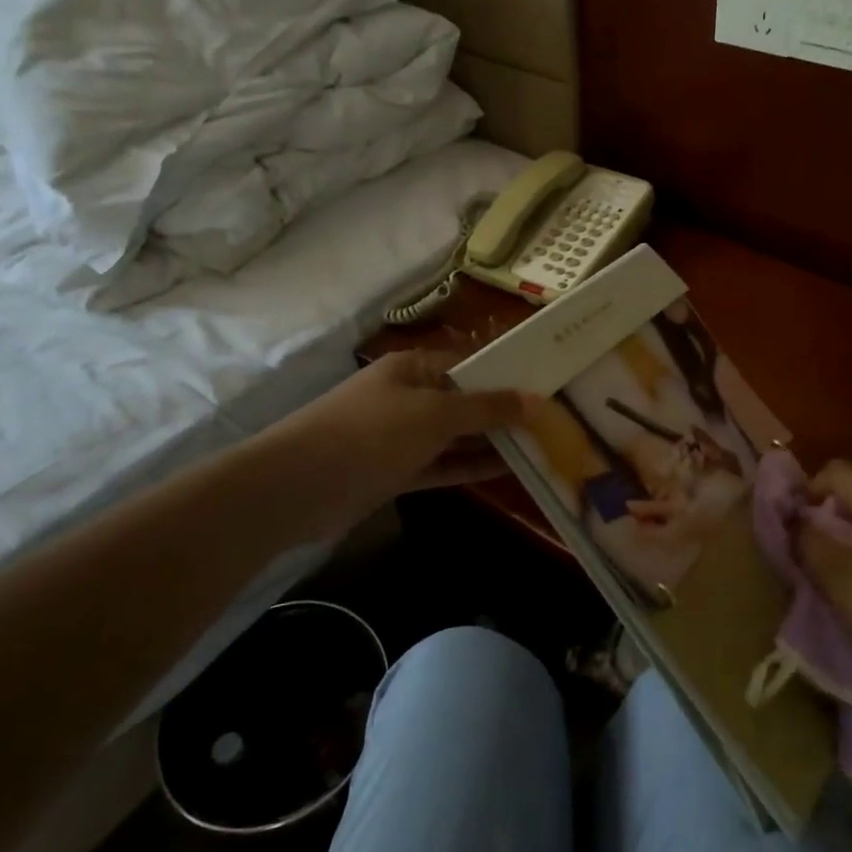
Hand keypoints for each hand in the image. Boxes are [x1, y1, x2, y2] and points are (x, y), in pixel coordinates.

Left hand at [262, 350, 535, 536]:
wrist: (297, 487)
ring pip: (456, 436)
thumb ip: (486, 408)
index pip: (470, 364)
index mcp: (415, 368)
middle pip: (465, 400)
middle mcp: (409, 396)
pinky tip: (506, 469)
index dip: (508, 374)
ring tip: (541, 446)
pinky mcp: (395, 471)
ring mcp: (401, 436)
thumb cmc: (371, 433)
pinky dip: (469, 467)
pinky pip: (441, 464)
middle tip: (554, 420)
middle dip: (504, 411)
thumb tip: (535, 399)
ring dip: (491, 441)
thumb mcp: (434, 414)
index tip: (549, 384)